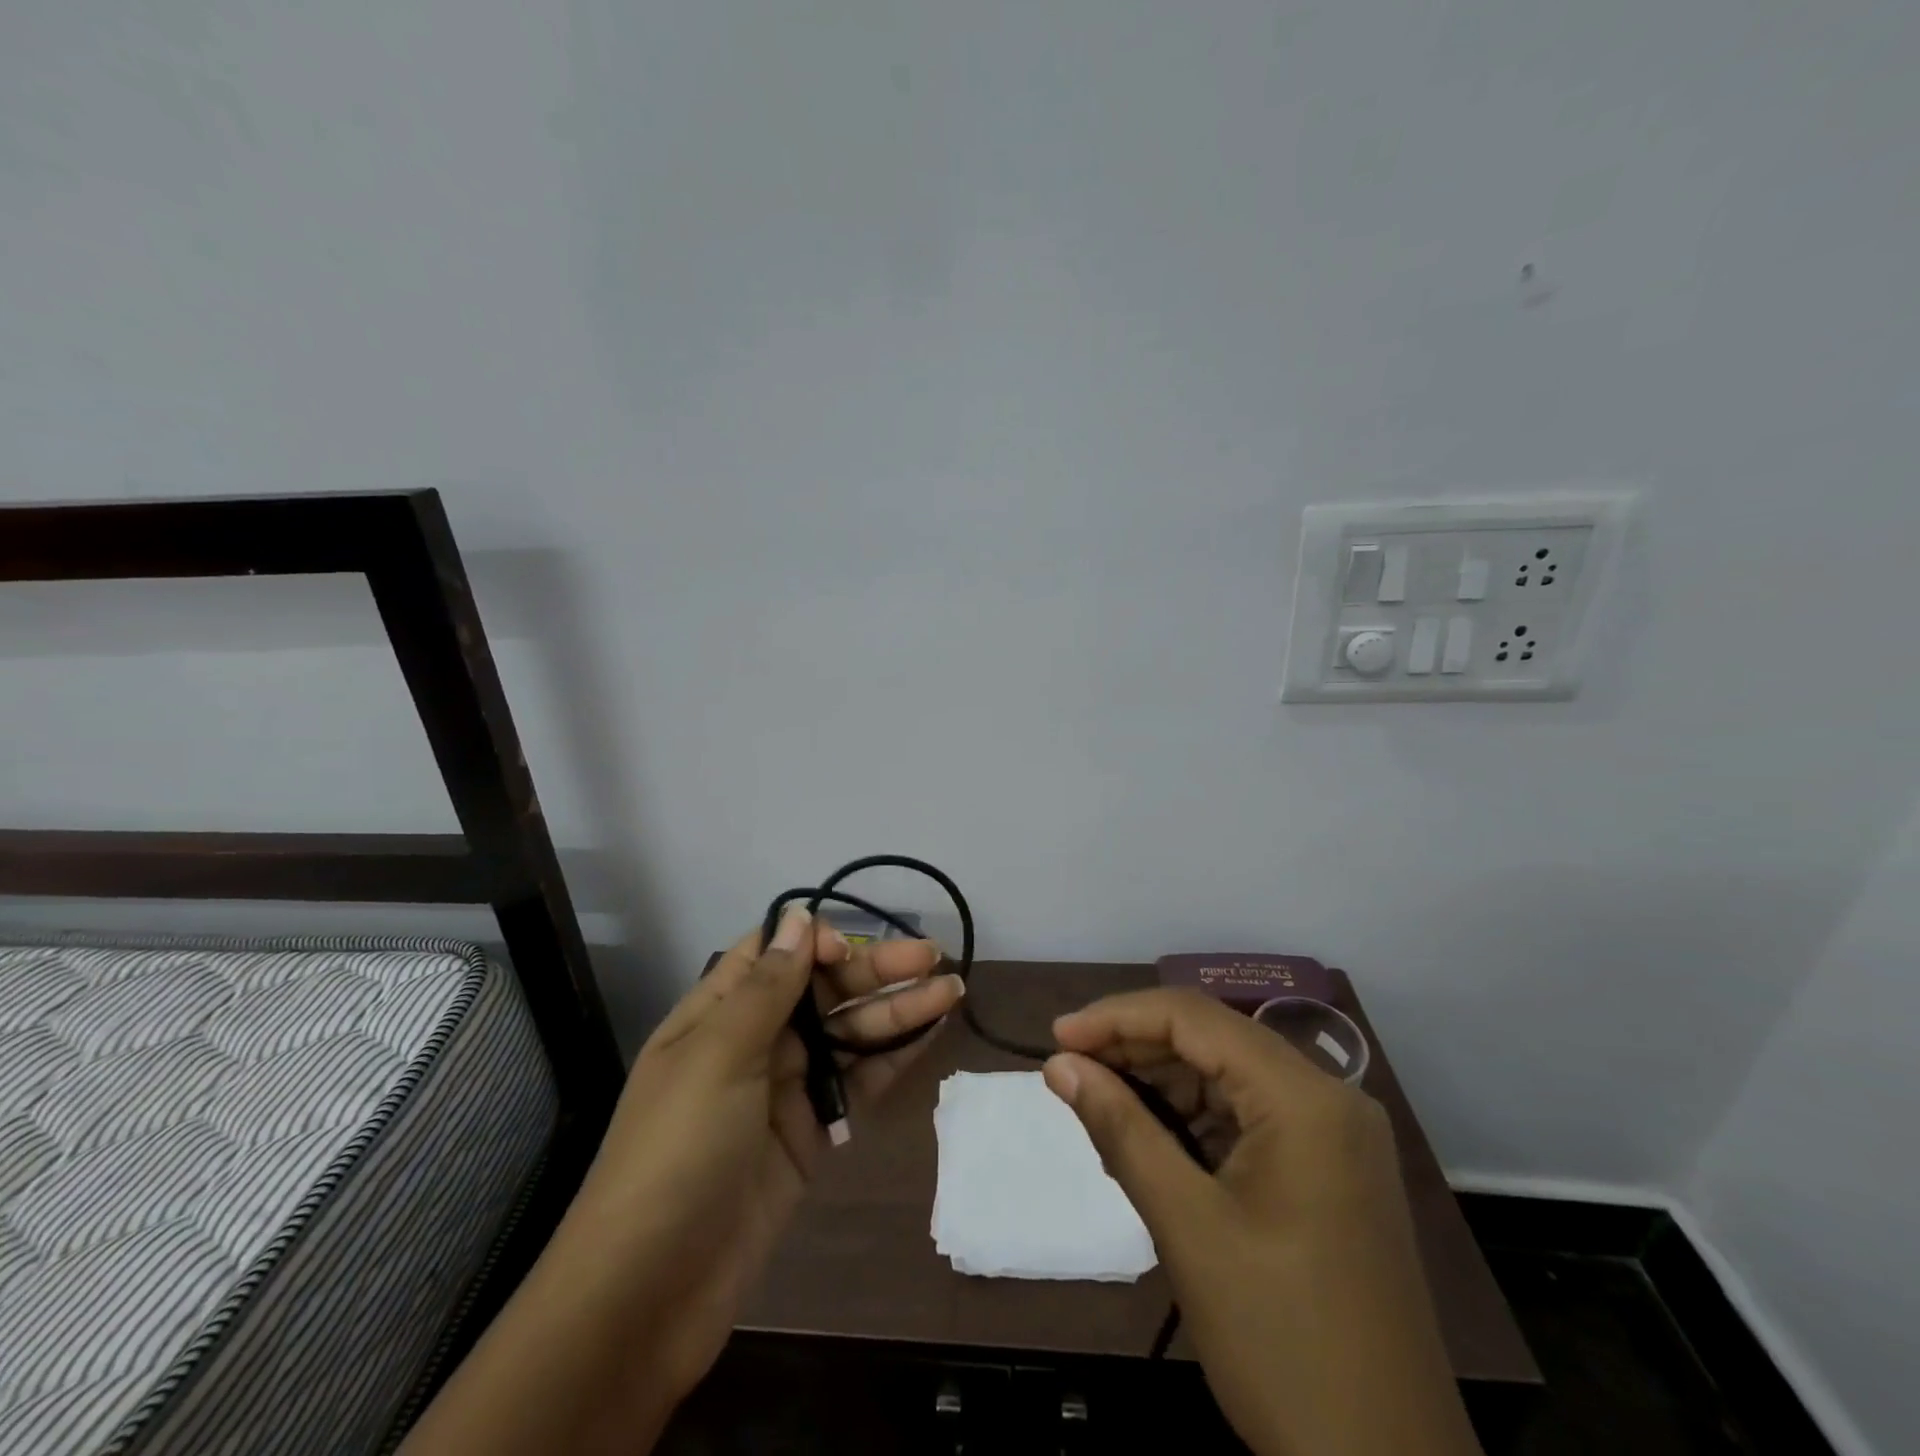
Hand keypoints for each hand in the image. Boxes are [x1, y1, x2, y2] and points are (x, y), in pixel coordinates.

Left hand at [401, 906, 960, 1455]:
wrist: (650, 1294)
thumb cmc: (677, 1153)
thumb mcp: (717, 1057)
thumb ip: (766, 988)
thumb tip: (798, 916)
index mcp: (717, 1014)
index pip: (772, 955)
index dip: (815, 942)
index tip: (853, 949)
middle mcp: (753, 1042)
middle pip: (822, 990)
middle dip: (875, 971)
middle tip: (933, 957)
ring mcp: (785, 1090)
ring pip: (848, 1034)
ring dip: (897, 1011)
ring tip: (952, 990)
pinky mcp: (811, 1134)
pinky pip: (856, 1083)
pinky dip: (893, 1058)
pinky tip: (932, 1033)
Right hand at [1044, 990, 1480, 1455]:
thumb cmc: (1281, 1343)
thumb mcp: (1186, 1226)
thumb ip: (1119, 1128)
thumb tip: (1059, 1065)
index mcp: (1304, 1097)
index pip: (1194, 1018)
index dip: (1117, 1018)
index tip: (1057, 1038)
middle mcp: (1329, 1097)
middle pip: (1213, 1040)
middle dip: (1136, 1049)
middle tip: (1070, 1072)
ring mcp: (1336, 1134)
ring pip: (1228, 1075)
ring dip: (1162, 1084)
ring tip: (1100, 1107)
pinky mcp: (1331, 1169)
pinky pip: (1250, 1115)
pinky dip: (1195, 1119)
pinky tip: (1151, 1140)